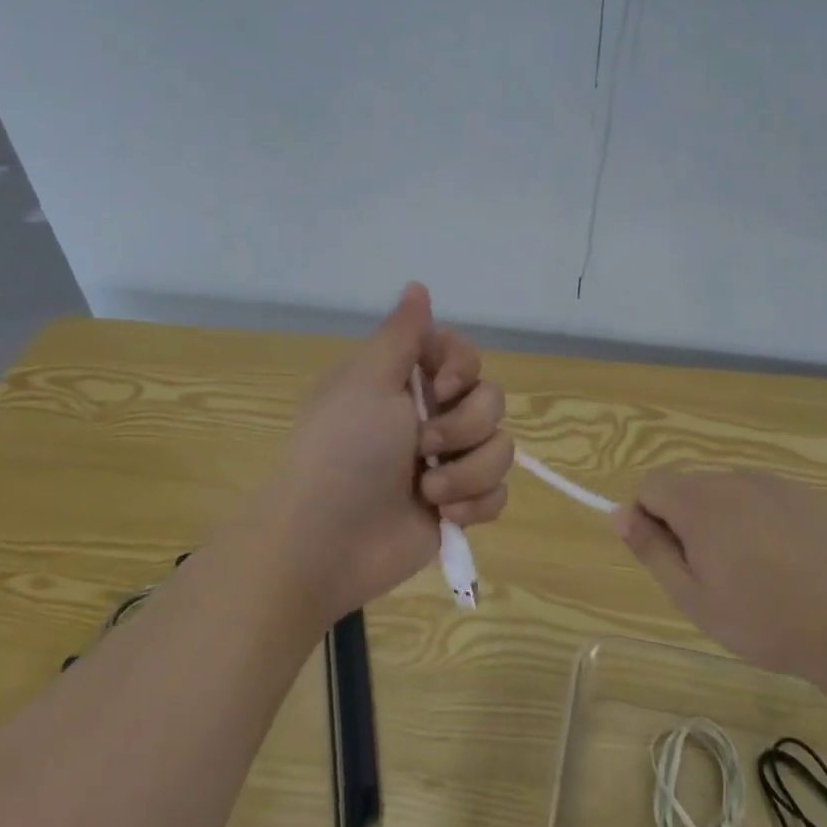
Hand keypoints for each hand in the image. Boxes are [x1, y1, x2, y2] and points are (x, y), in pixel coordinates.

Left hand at [263, 283, 512, 625]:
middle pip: (491, 400)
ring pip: (501, 448)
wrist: (326, 542)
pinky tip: (445, 516)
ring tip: (429, 491)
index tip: (440, 386)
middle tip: (422, 444)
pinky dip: (476, 504)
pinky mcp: (459, 506)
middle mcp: (430, 416)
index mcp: (406, 382)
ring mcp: (447, 462)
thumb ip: (403, 334)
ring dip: (467, 471)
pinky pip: (498, 493)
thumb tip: (417, 284)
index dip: (463, 368)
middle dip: (464, 426)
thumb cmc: (343, 451)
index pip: (463, 354)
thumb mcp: (368, 380)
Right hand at [616, 469, 826, 681]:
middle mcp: (731, 479)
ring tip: (751, 569)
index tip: (670, 558)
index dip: (649, 519)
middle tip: (711, 573)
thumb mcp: (691, 595)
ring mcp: (771, 483)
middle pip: (688, 487)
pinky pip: (762, 496)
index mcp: (698, 502)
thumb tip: (619, 513)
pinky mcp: (803, 494)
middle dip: (687, 520)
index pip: (651, 486)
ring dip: (723, 519)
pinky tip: (782, 558)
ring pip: (725, 491)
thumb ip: (650, 548)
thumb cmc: (759, 619)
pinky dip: (758, 518)